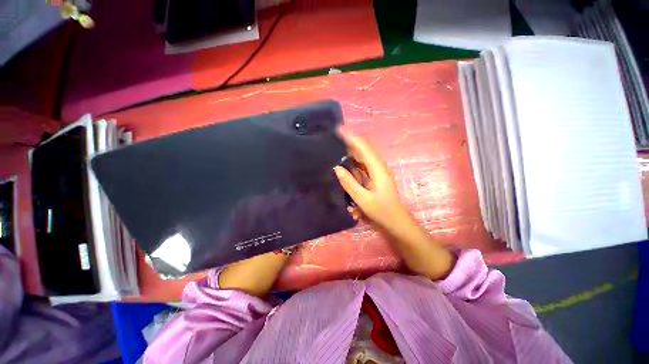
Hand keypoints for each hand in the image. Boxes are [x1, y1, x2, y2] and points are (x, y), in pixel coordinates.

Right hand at [333, 131, 411, 233]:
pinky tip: (347, 162)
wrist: (397, 221)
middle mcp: (379, 166)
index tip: (340, 129)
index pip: (363, 148)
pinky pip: (365, 164)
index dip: (352, 138)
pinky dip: (355, 160)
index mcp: (377, 169)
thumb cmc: (381, 211)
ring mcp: (378, 171)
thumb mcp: (363, 199)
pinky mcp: (376, 177)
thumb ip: (349, 183)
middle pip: (365, 149)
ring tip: (339, 147)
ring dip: (353, 150)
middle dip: (351, 141)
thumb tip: (337, 168)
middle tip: (336, 138)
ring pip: (365, 156)